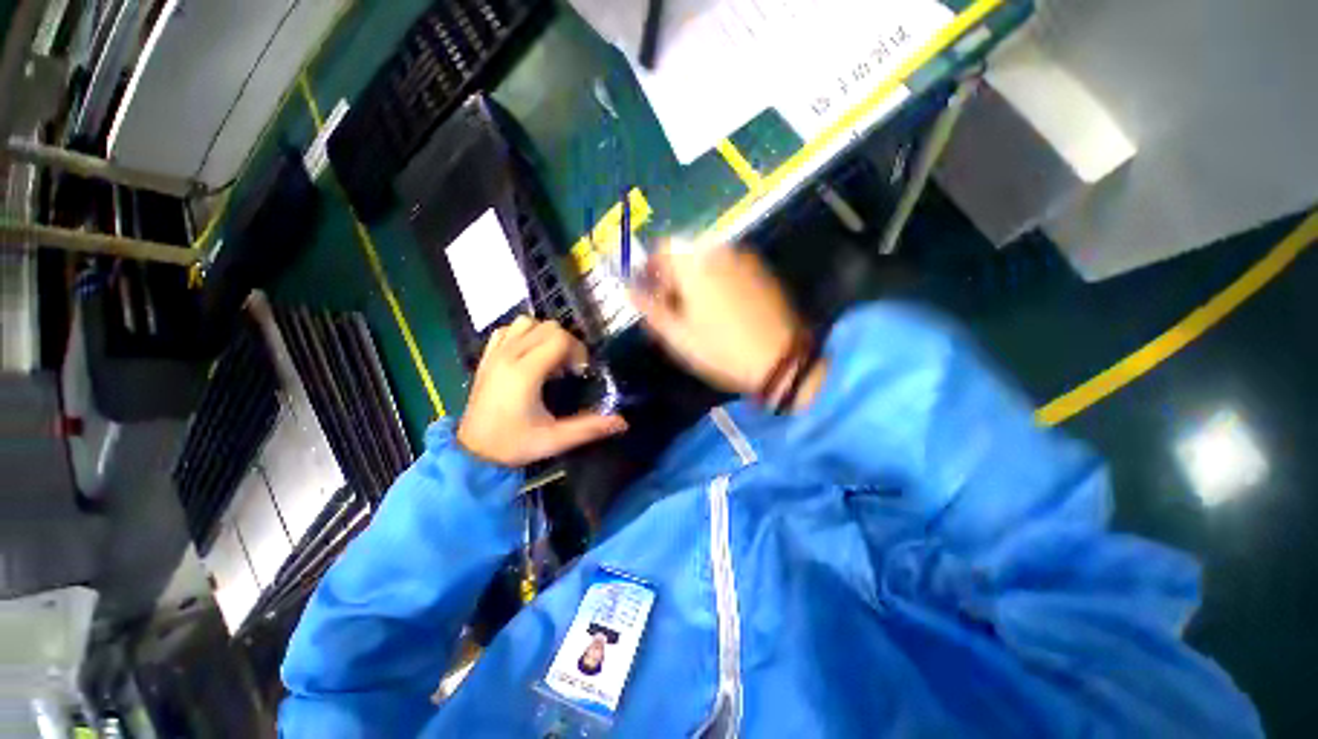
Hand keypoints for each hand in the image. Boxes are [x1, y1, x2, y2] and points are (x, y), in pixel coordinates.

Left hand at [457, 316, 627, 466]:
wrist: (472, 453)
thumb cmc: (514, 444)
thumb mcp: (555, 439)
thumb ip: (589, 428)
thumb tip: (622, 422)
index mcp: (525, 372)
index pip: (560, 338)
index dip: (577, 351)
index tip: (579, 372)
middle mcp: (509, 356)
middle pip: (547, 326)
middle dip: (566, 342)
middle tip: (568, 369)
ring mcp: (494, 354)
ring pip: (525, 322)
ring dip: (544, 335)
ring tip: (549, 359)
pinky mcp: (486, 357)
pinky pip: (506, 330)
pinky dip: (522, 335)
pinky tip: (528, 355)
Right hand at [630, 242, 820, 404]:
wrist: (780, 358)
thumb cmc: (721, 349)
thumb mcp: (677, 336)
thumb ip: (649, 309)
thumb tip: (629, 290)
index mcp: (693, 263)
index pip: (661, 248)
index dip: (651, 269)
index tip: (653, 293)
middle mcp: (718, 249)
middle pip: (685, 251)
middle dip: (673, 273)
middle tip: (674, 305)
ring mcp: (743, 257)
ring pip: (707, 257)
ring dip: (695, 275)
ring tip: (698, 308)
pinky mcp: (760, 269)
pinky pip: (728, 264)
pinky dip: (717, 277)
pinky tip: (723, 306)